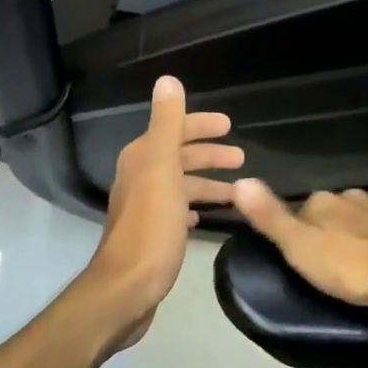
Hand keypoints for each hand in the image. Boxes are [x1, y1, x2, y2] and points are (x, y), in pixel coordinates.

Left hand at [82, 75, 241, 341]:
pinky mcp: (151, 235)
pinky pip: (177, 210)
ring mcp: (144, 208)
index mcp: (142, 158)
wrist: (126, 288)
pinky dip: (193, 206)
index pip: (174, 129)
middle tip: (241, 157)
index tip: (230, 126)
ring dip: (207, 183)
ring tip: (237, 191)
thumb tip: (168, 79)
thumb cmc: (151, 226)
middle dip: (209, 154)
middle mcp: (139, 177)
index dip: (201, 125)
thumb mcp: (162, 168)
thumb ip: (167, 123)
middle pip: (178, 156)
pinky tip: (205, 215)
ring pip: (181, 185)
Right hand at [232, 180, 367, 311]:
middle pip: (336, 211)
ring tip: (363, 264)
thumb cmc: (354, 267)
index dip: (301, 232)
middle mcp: (354, 195)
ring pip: (366, 217)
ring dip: (362, 234)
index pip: (303, 209)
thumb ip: (271, 217)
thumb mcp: (301, 249)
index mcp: (324, 200)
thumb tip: (240, 180)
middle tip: (334, 266)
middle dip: (334, 231)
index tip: (304, 257)